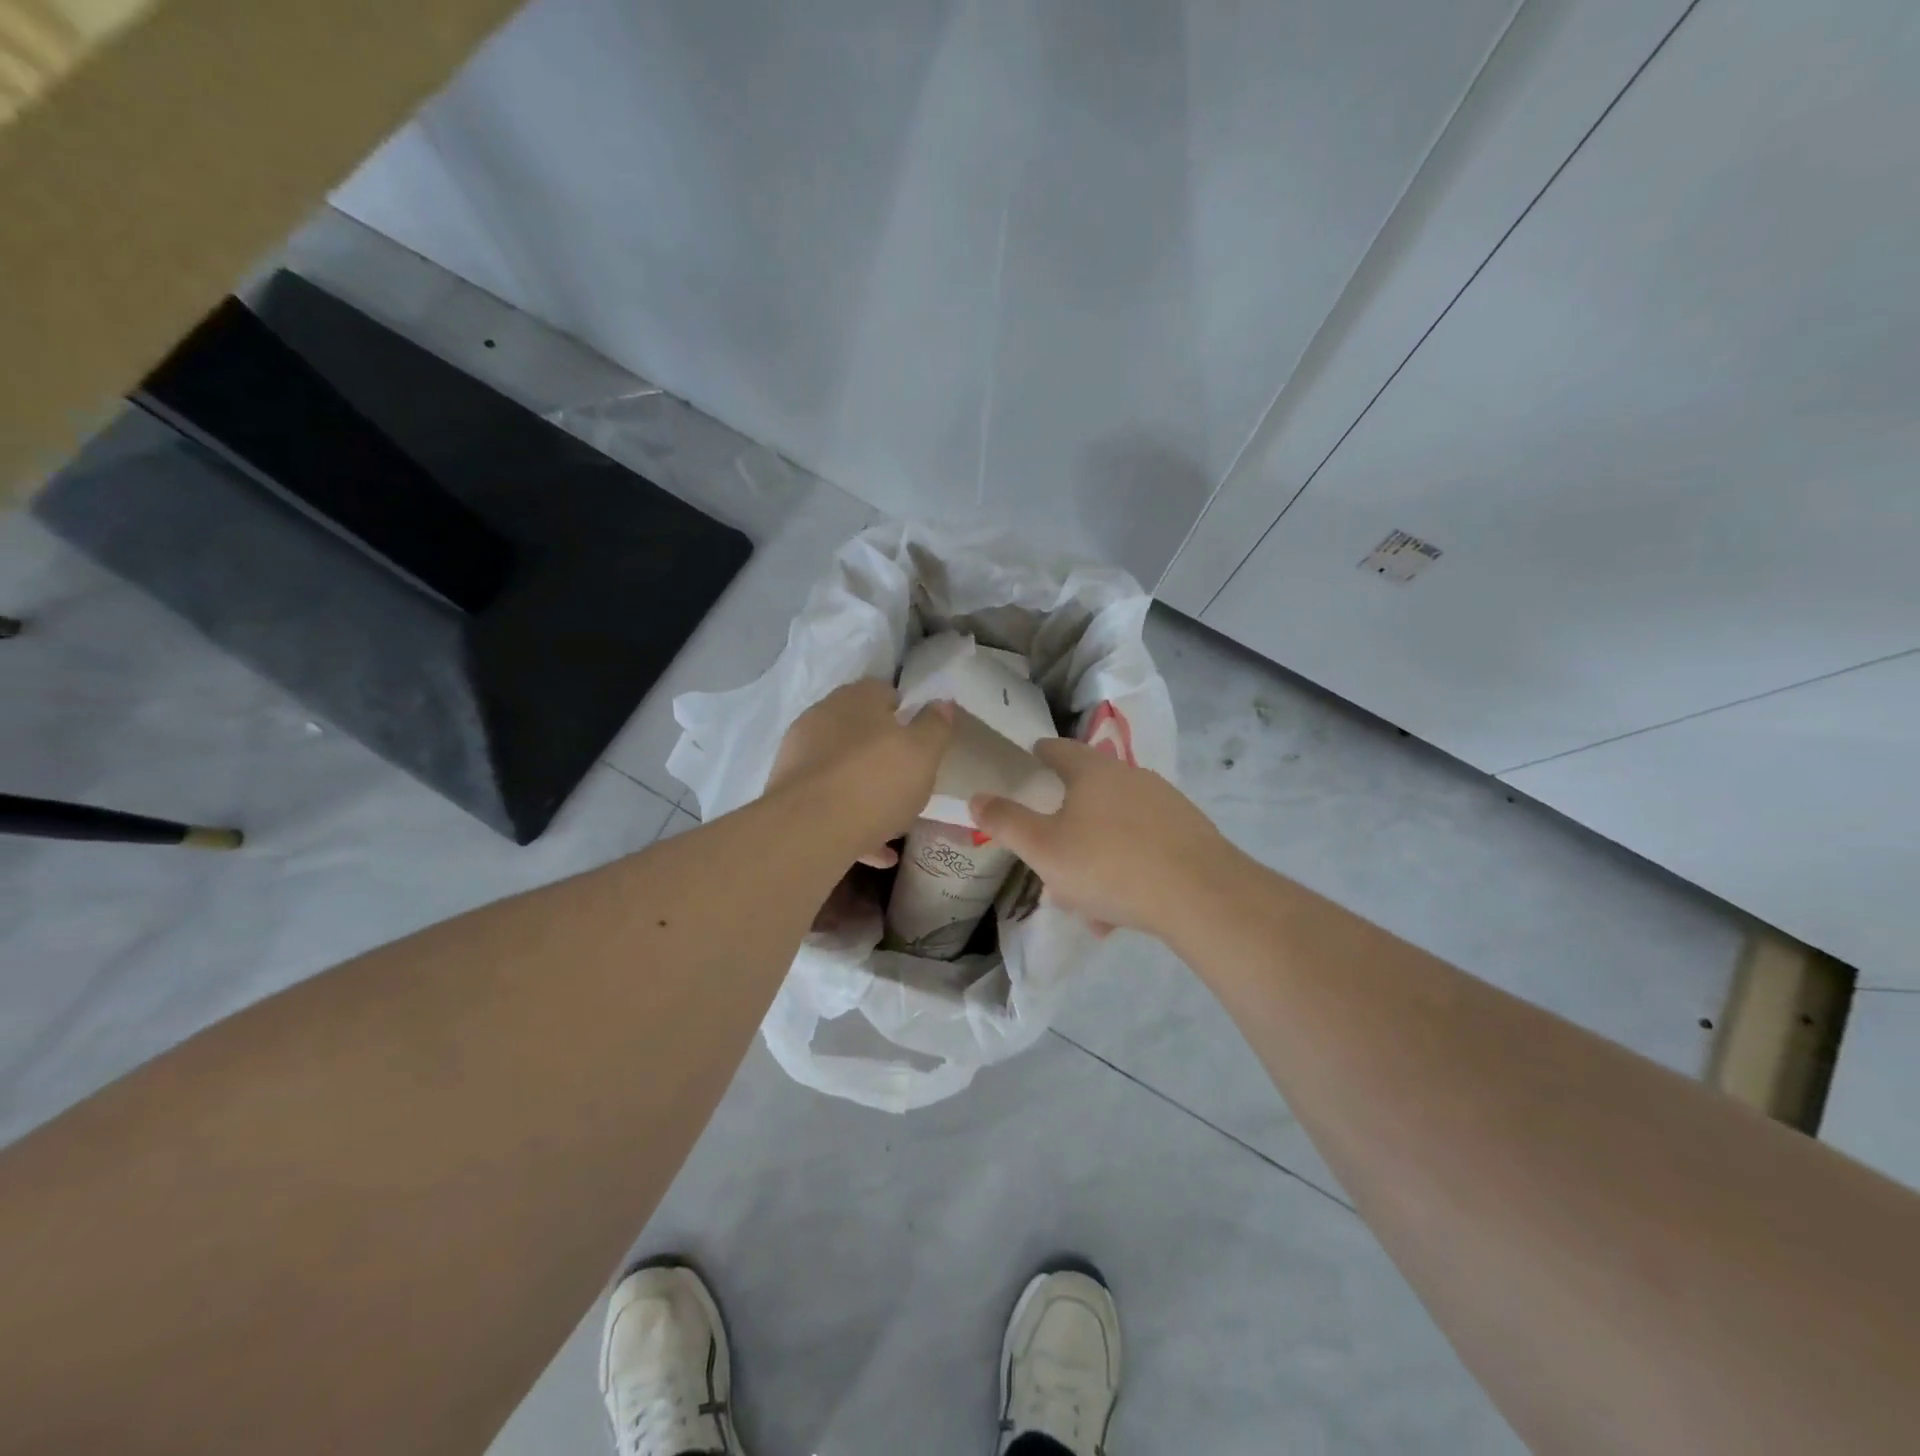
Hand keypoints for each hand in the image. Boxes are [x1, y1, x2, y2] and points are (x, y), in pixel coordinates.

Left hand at [765, 680, 953, 865]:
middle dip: (884, 754)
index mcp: (857, 698)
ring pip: (844, 770)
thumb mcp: (923, 753)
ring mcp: (800, 754)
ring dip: (868, 792)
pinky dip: (852, 821)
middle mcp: (823, 717)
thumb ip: (935, 726)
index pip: (884, 693)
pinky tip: (877, 852)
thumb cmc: (876, 781)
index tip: (921, 743)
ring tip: (895, 824)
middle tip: (909, 782)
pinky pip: (829, 802)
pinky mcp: (787, 792)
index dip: (906, 715)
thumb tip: (941, 704)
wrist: (809, 829)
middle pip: (861, 732)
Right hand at [970, 739, 1234, 939]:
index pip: (1058, 750)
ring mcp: (1165, 804)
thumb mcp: (1043, 849)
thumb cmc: (1108, 864)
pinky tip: (1119, 912)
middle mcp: (1131, 777)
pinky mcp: (1189, 834)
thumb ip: (1006, 822)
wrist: (1200, 895)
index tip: (1027, 762)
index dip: (1038, 755)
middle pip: (1088, 791)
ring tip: (1084, 900)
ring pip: (1115, 827)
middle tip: (1049, 851)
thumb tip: (977, 796)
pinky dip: (1126, 871)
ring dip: (1095, 854)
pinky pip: (1143, 849)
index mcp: (1093, 772)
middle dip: (1065, 821)